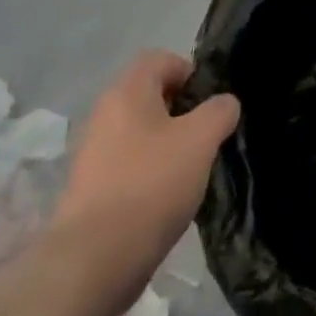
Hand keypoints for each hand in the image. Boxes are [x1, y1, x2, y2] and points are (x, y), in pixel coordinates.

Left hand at [52, 50, 240, 315]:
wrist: (96, 257)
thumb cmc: (152, 184)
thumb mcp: (200, 141)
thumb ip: (219, 112)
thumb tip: (225, 103)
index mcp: (127, 92)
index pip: (159, 59)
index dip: (189, 71)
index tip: (210, 102)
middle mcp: (104, 113)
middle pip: (148, 94)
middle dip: (181, 109)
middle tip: (207, 135)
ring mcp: (93, 151)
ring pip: (139, 130)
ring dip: (167, 142)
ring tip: (191, 168)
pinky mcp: (91, 186)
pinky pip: (127, 162)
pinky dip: (149, 169)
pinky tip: (168, 195)